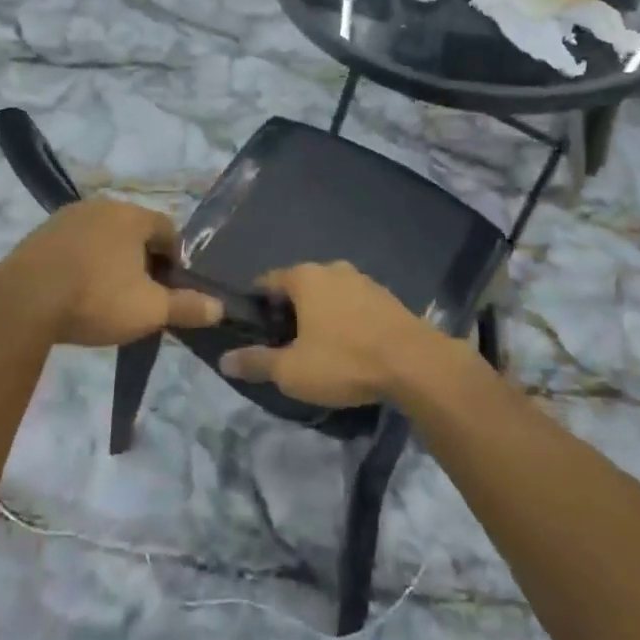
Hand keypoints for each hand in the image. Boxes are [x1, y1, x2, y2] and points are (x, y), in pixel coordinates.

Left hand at [0, 199, 220, 347]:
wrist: (22, 302)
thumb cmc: (96, 298)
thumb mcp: (149, 309)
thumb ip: (187, 306)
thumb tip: (219, 308)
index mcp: (132, 216)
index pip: (168, 231)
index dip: (176, 260)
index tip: (172, 289)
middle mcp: (101, 206)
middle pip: (134, 232)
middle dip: (142, 260)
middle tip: (142, 295)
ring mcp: (65, 218)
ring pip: (102, 238)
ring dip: (110, 261)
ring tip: (107, 297)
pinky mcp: (38, 236)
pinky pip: (73, 246)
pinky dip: (81, 264)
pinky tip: (76, 292)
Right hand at [219, 262, 428, 406]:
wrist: (414, 363)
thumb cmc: (344, 361)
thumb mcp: (292, 370)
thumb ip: (256, 362)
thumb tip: (224, 360)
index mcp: (305, 277)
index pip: (268, 281)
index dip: (256, 304)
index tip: (253, 328)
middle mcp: (333, 269)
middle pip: (300, 286)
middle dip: (289, 310)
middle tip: (284, 343)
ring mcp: (363, 280)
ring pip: (329, 294)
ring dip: (320, 314)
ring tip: (317, 347)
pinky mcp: (387, 297)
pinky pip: (354, 305)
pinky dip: (345, 319)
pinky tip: (349, 346)